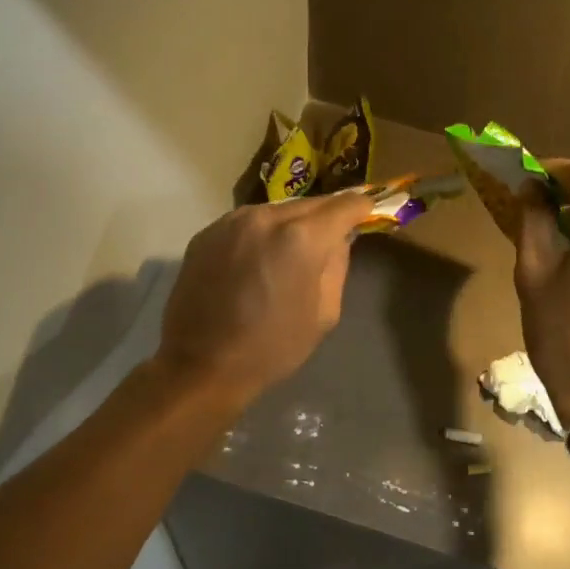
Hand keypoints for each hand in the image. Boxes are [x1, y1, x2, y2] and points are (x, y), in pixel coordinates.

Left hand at [154, 192, 377, 410]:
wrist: (202, 364)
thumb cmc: (273, 348)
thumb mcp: (324, 314)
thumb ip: (337, 267)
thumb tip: (338, 241)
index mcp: (301, 238)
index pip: (344, 205)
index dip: (361, 208)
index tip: (367, 213)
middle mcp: (266, 217)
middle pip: (309, 203)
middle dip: (326, 216)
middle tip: (334, 235)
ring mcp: (231, 221)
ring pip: (276, 210)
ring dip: (292, 224)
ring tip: (294, 250)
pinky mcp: (207, 233)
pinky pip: (247, 222)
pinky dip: (262, 233)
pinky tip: (259, 259)